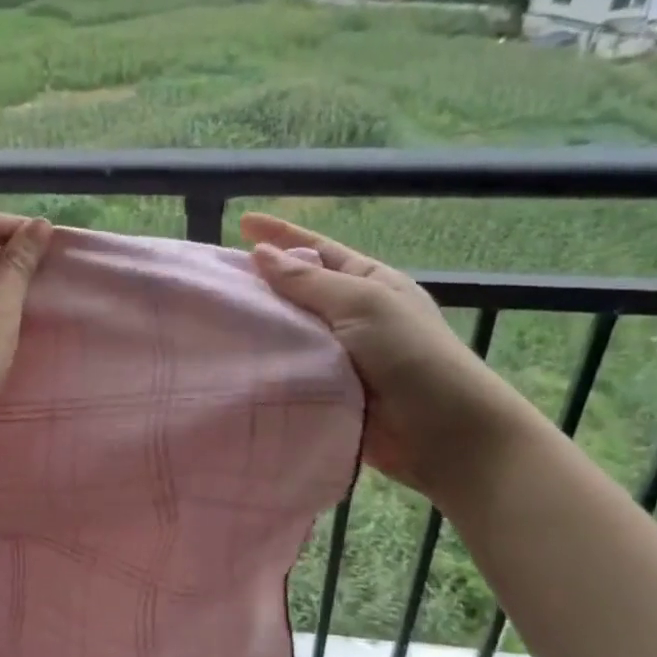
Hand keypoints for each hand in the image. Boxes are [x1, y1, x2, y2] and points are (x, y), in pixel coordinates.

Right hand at [241, 212, 535, 503]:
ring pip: (291, 334)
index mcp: (368, 283)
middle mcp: (352, 316)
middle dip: (262, 283)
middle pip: (298, 291)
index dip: (281, 235)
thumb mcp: (362, 304)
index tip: (242, 223)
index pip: (317, 250)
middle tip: (215, 280)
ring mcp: (340, 356)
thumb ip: (309, 282)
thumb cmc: (410, 355)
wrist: (442, 432)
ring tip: (214, 320)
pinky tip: (235, 363)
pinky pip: (291, 371)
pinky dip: (268, 366)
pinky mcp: (328, 392)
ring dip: (260, 328)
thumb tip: (263, 254)